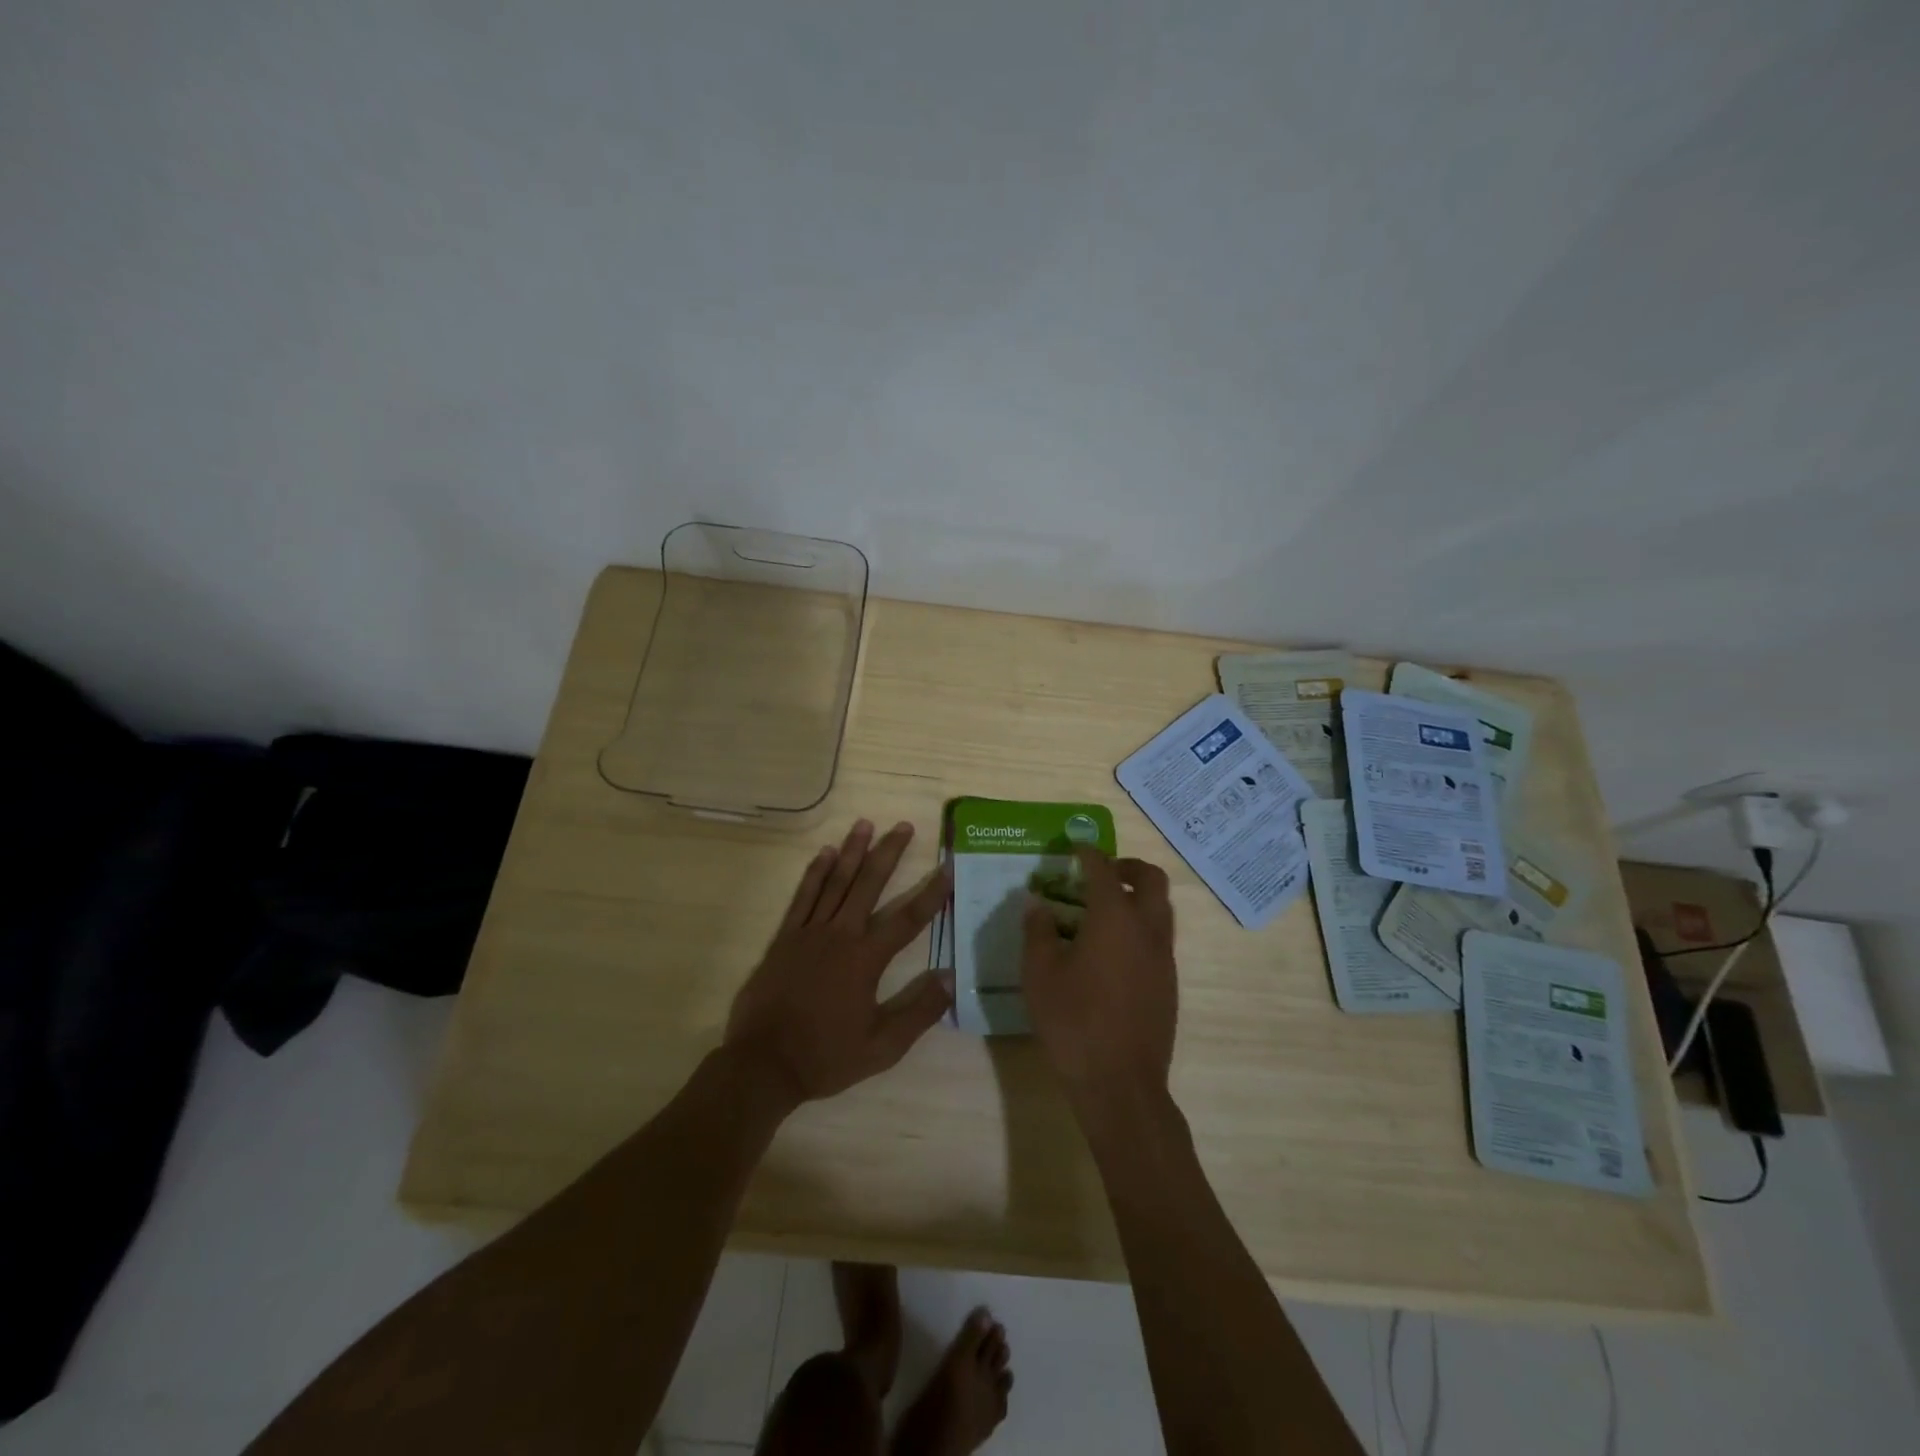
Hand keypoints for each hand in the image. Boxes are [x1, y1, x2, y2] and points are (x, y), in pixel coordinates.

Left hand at [724, 819, 952, 1108]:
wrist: (764, 1064)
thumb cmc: (826, 1056)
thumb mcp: (882, 1047)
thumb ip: (918, 1011)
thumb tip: (951, 977)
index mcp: (866, 959)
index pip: (907, 919)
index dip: (931, 893)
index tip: (947, 867)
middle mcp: (840, 935)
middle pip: (869, 885)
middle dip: (889, 853)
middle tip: (904, 826)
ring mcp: (809, 932)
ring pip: (836, 882)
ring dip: (852, 851)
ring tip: (865, 824)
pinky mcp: (785, 937)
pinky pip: (803, 897)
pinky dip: (815, 873)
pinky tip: (824, 853)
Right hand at [1021, 848, 1177, 1117]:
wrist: (1120, 1083)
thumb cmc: (1073, 1022)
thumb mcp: (1039, 974)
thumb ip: (1037, 932)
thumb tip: (1038, 905)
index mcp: (1114, 918)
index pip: (1103, 870)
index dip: (1089, 853)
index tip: (1076, 846)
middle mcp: (1146, 929)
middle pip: (1151, 879)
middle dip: (1127, 867)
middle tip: (1102, 873)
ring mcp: (1163, 957)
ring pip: (1161, 908)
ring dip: (1139, 896)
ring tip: (1106, 909)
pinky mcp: (1169, 983)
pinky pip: (1160, 937)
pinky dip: (1142, 926)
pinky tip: (1114, 950)